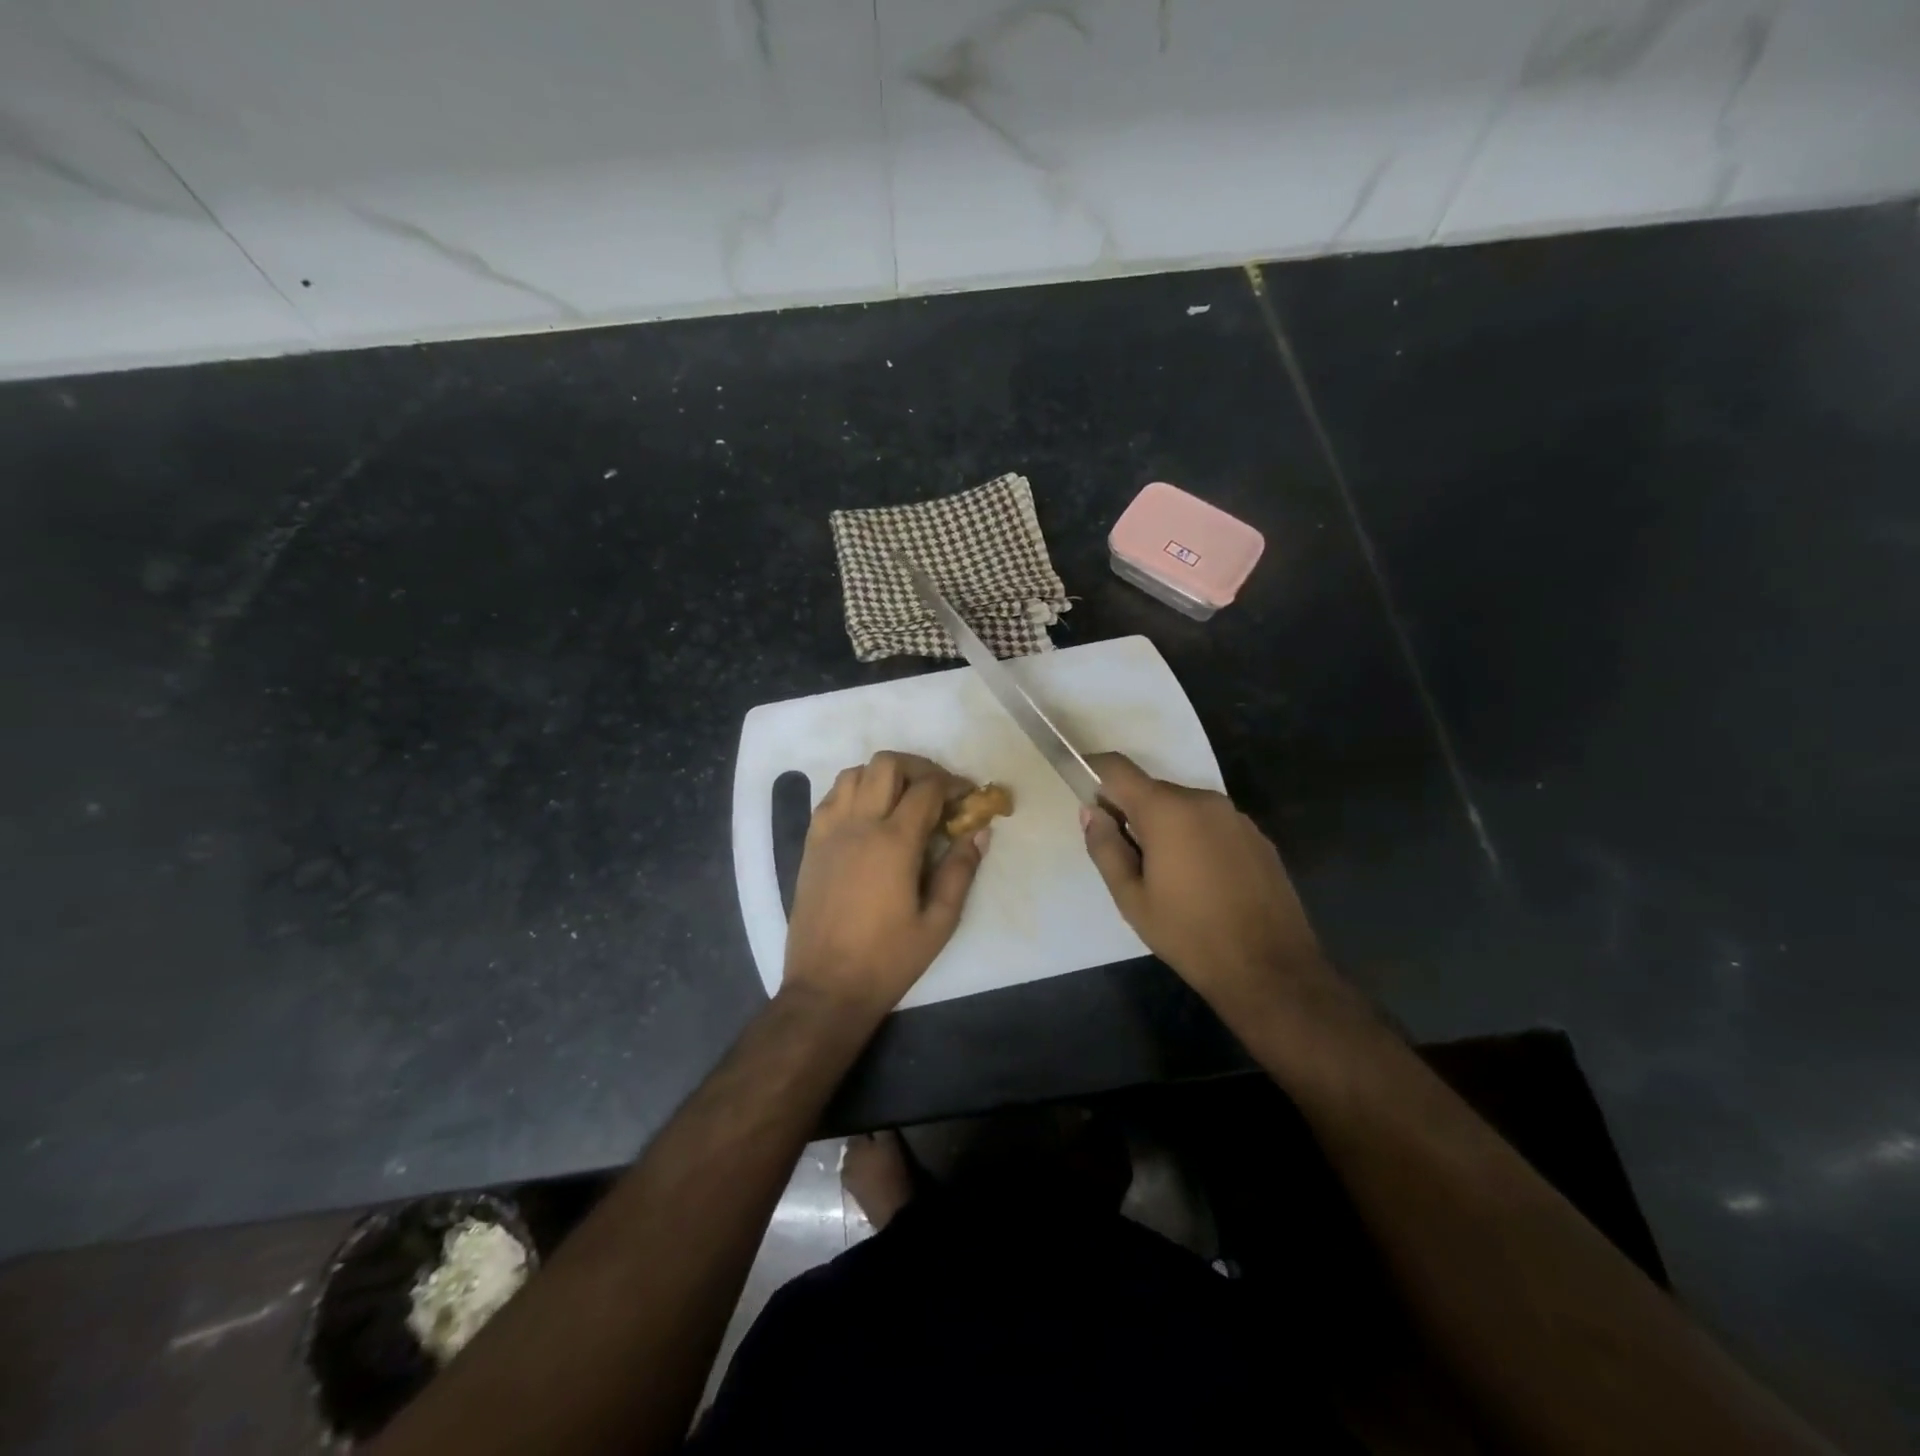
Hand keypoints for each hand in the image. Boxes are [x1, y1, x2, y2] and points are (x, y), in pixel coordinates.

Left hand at [783, 751, 988, 1013]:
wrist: (826, 987)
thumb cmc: (888, 959)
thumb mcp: (939, 922)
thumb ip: (961, 870)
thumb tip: (979, 832)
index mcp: (894, 842)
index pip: (927, 788)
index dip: (953, 783)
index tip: (967, 796)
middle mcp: (858, 825)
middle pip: (886, 764)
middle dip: (918, 767)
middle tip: (937, 790)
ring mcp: (829, 831)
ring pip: (854, 773)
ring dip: (883, 775)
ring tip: (902, 798)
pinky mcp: (811, 844)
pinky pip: (831, 797)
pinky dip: (854, 791)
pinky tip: (868, 815)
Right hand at [1081, 753, 1328, 1014]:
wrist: (1270, 970)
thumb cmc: (1189, 935)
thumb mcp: (1131, 898)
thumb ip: (1106, 848)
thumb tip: (1091, 812)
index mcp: (1167, 811)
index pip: (1118, 769)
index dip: (1094, 771)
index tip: (1082, 792)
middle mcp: (1204, 801)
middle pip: (1152, 790)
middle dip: (1131, 811)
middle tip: (1124, 857)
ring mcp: (1236, 817)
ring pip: (1183, 808)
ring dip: (1165, 827)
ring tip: (1166, 876)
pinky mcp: (1258, 837)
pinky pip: (1212, 824)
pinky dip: (1195, 839)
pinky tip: (1201, 882)